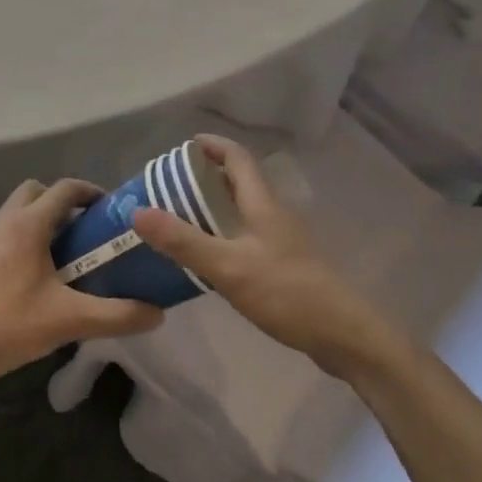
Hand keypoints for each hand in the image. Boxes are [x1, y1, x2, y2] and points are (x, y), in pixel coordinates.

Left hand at [0, 178, 163, 395]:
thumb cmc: (4, 325)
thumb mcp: (67, 321)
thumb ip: (115, 316)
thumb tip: (158, 313)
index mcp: (29, 224)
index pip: (65, 188)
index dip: (91, 192)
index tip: (112, 211)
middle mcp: (5, 221)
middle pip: (37, 192)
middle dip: (63, 203)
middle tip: (86, 233)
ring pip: (18, 213)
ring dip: (42, 223)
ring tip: (65, 258)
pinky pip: (4, 235)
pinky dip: (23, 242)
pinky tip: (34, 281)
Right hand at [132, 135, 407, 380]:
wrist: (343, 335)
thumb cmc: (286, 292)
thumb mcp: (228, 266)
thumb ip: (183, 241)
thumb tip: (138, 211)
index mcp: (262, 203)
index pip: (238, 158)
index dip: (212, 146)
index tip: (183, 147)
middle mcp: (273, 214)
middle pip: (239, 181)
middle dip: (206, 177)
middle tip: (170, 187)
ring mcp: (282, 241)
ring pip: (243, 210)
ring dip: (213, 207)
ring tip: (179, 219)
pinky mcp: (284, 266)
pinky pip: (247, 236)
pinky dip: (223, 234)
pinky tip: (207, 258)